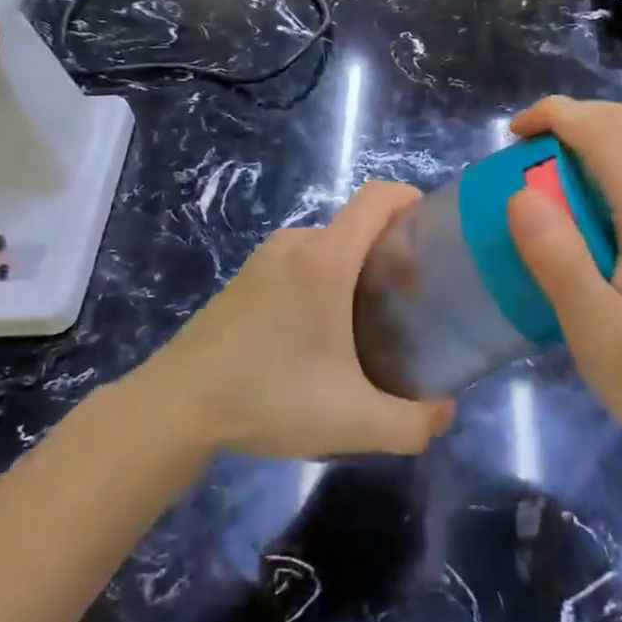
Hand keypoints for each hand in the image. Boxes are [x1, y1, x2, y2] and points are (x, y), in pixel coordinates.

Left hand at [142, 182, 454, 459]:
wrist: (176, 407)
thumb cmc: (269, 398)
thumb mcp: (353, 421)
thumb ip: (413, 424)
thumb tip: (445, 412)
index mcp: (326, 258)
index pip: (378, 197)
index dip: (412, 200)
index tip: (434, 235)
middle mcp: (296, 244)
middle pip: (357, 225)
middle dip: (391, 251)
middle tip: (409, 300)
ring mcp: (265, 258)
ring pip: (329, 246)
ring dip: (356, 269)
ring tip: (368, 321)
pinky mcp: (245, 278)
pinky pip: (300, 261)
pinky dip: (324, 279)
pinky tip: (320, 333)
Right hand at [505, 97, 621, 468]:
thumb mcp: (597, 333)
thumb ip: (558, 259)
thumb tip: (520, 193)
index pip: (606, 133)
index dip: (554, 116)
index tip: (510, 137)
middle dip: (568, 119)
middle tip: (520, 155)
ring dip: (585, 137)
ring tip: (540, 173)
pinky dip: (602, 160)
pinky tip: (577, 201)